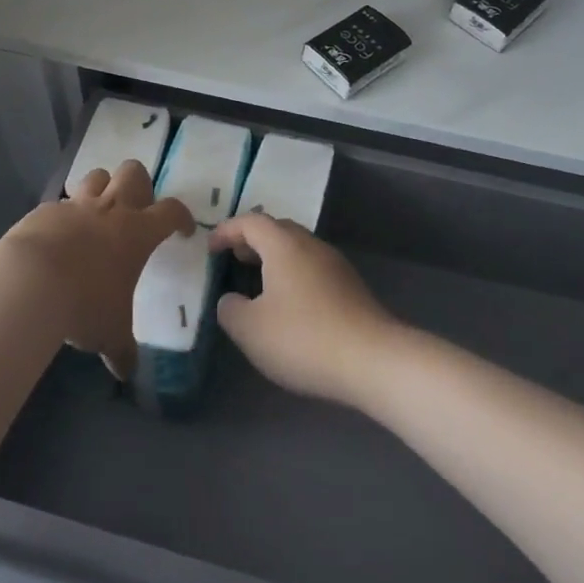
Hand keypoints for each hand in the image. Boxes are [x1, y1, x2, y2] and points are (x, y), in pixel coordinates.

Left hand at [0, 161, 191, 378]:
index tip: (184, 230)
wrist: (29, 282)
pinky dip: (65, 214)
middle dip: (140, 185)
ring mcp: (76, 205)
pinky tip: (58, 236)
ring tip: (98, 212)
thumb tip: (126, 372)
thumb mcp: (110, 333)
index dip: (182, 217)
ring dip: (102, 188)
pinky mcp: (45, 210)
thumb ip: (122, 350)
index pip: (172, 211)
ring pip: (97, 176)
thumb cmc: (84, 304)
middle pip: (134, 173)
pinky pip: (61, 202)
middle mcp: (110, 209)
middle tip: (136, 210)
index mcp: (138, 232)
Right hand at [209, 214, 402, 408]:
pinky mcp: (351, 288)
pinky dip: (293, 275)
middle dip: (252, 240)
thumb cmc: (303, 338)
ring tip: (258, 282)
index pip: (250, 222)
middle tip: (234, 259)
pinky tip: (289, 304)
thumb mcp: (250, 329)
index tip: (210, 248)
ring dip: (274, 258)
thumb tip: (231, 299)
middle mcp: (311, 245)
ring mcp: (335, 265)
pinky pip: (313, 268)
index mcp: (284, 245)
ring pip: (298, 249)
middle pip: (278, 230)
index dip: (227, 230)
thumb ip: (231, 309)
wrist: (373, 360)